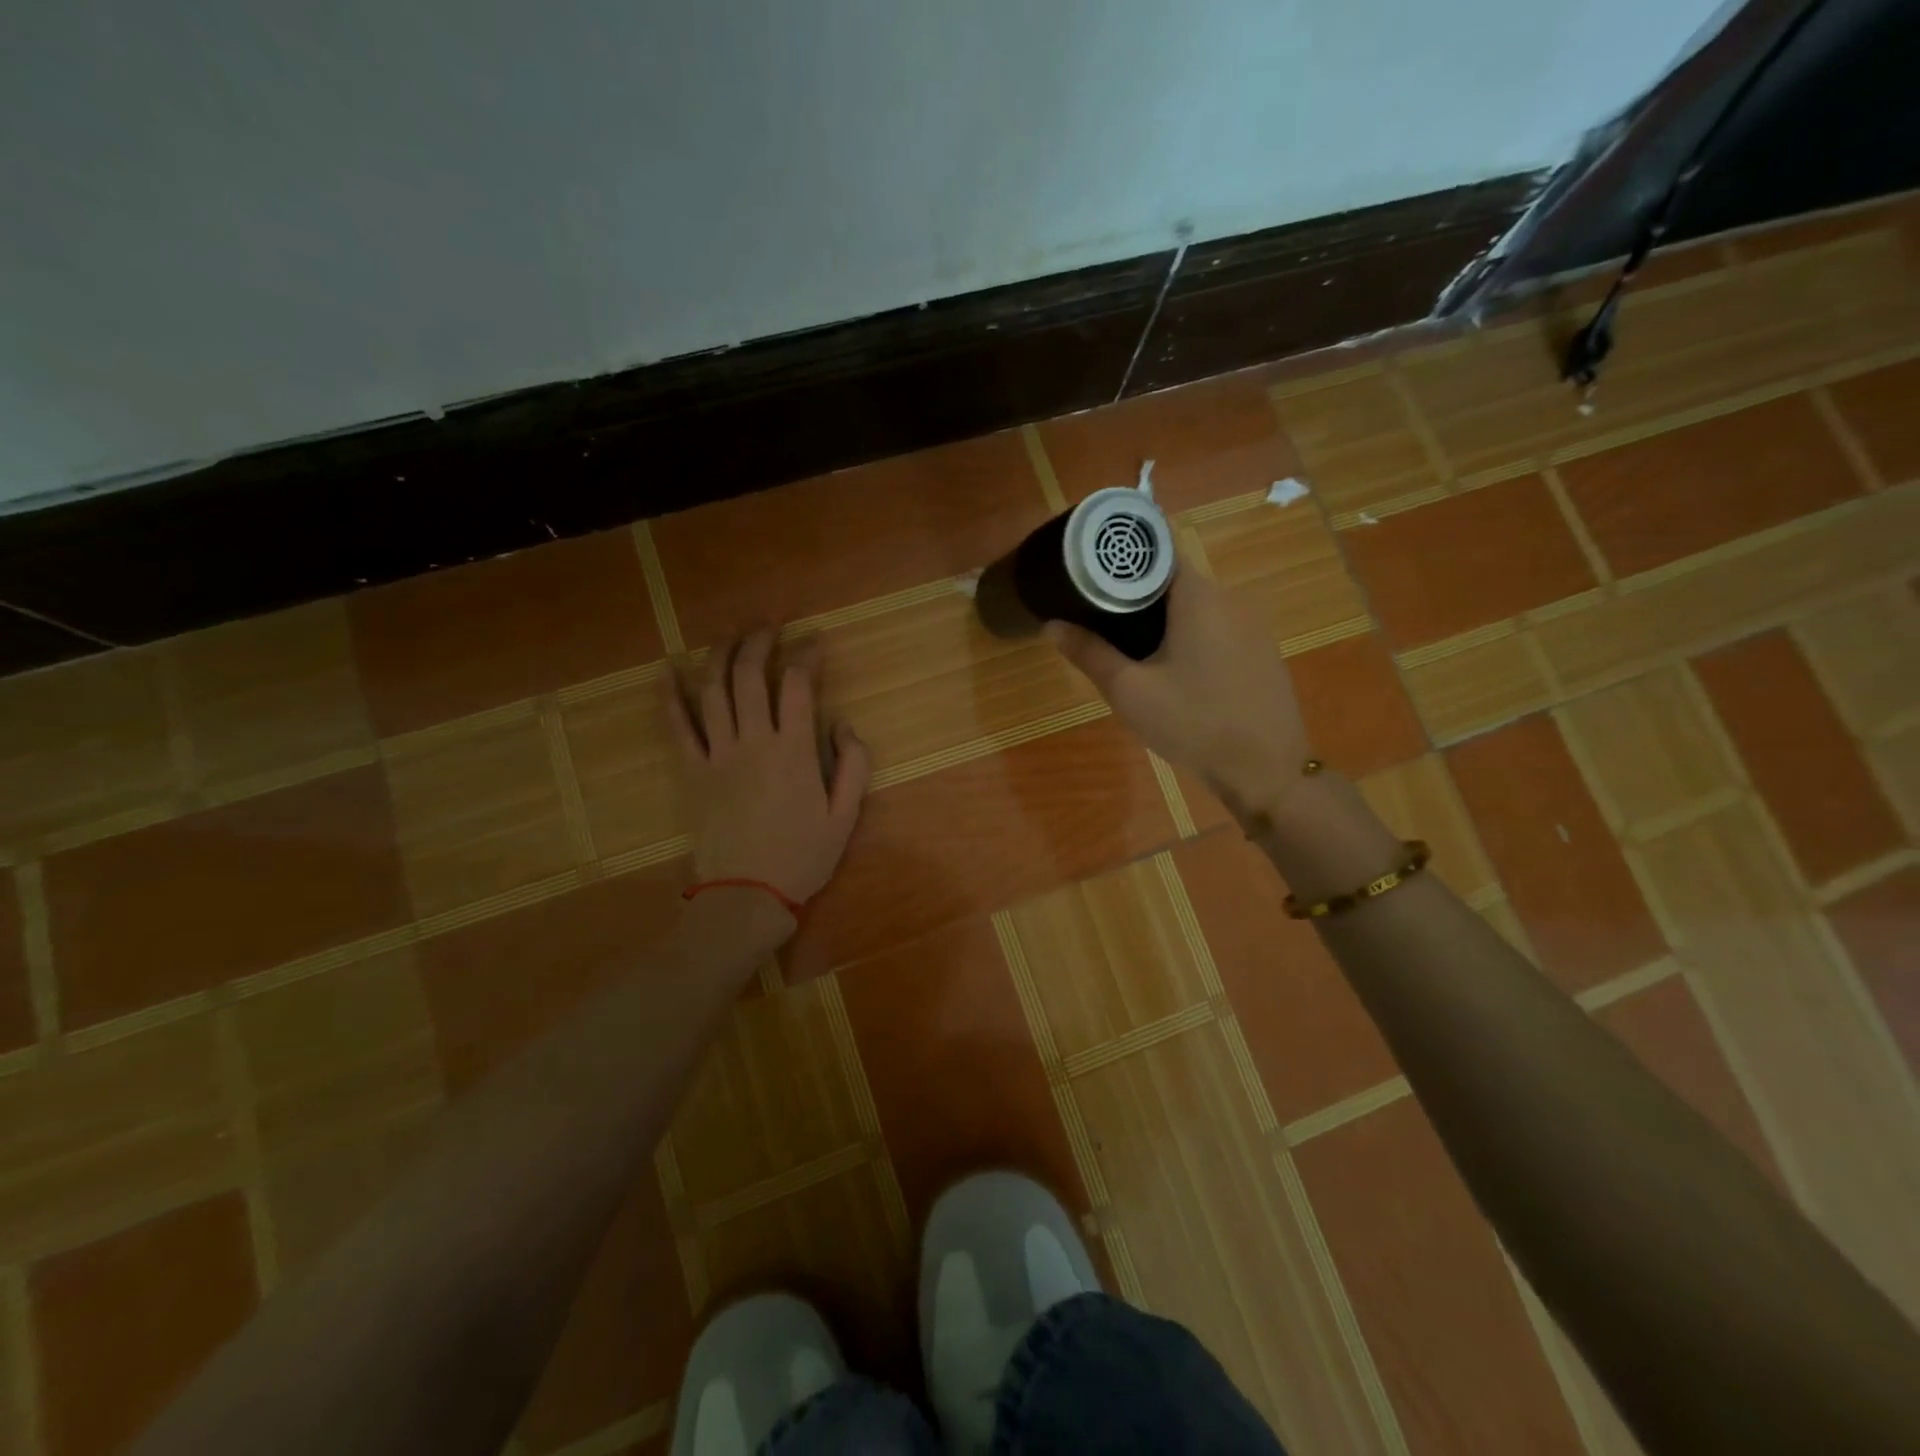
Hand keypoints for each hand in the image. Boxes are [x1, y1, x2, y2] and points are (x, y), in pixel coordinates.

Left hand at [668, 629, 871, 924]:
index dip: (806, 654)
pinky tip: (668, 670)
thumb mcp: (846, 816)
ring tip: (730, 633)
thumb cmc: (802, 857)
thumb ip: (852, 765)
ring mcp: (717, 754)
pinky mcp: (692, 771)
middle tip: (769, 624)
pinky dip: (670, 696)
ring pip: (713, 690)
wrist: (747, 895)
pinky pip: (677, 726)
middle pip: (751, 675)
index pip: (798, 685)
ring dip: (720, 654)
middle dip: (760, 641)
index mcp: (794, 751)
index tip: (814, 640)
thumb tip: (843, 723)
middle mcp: (753, 742)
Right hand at [1045, 565, 1310, 815]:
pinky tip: (1174, 673)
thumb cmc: (1193, 723)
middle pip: (1174, 581)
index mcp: (1199, 596)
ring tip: (1129, 649)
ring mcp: (1252, 627)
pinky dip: (1189, 639)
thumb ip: (1089, 653)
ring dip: (1163, 620)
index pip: (1157, 552)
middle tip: (1099, 620)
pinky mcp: (1262, 653)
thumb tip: (1051, 625)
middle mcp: (1230, 599)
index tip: (1091, 573)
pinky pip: (1216, 631)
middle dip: (1135, 596)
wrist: (1266, 770)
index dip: (1121, 559)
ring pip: (1195, 608)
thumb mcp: (1130, 691)